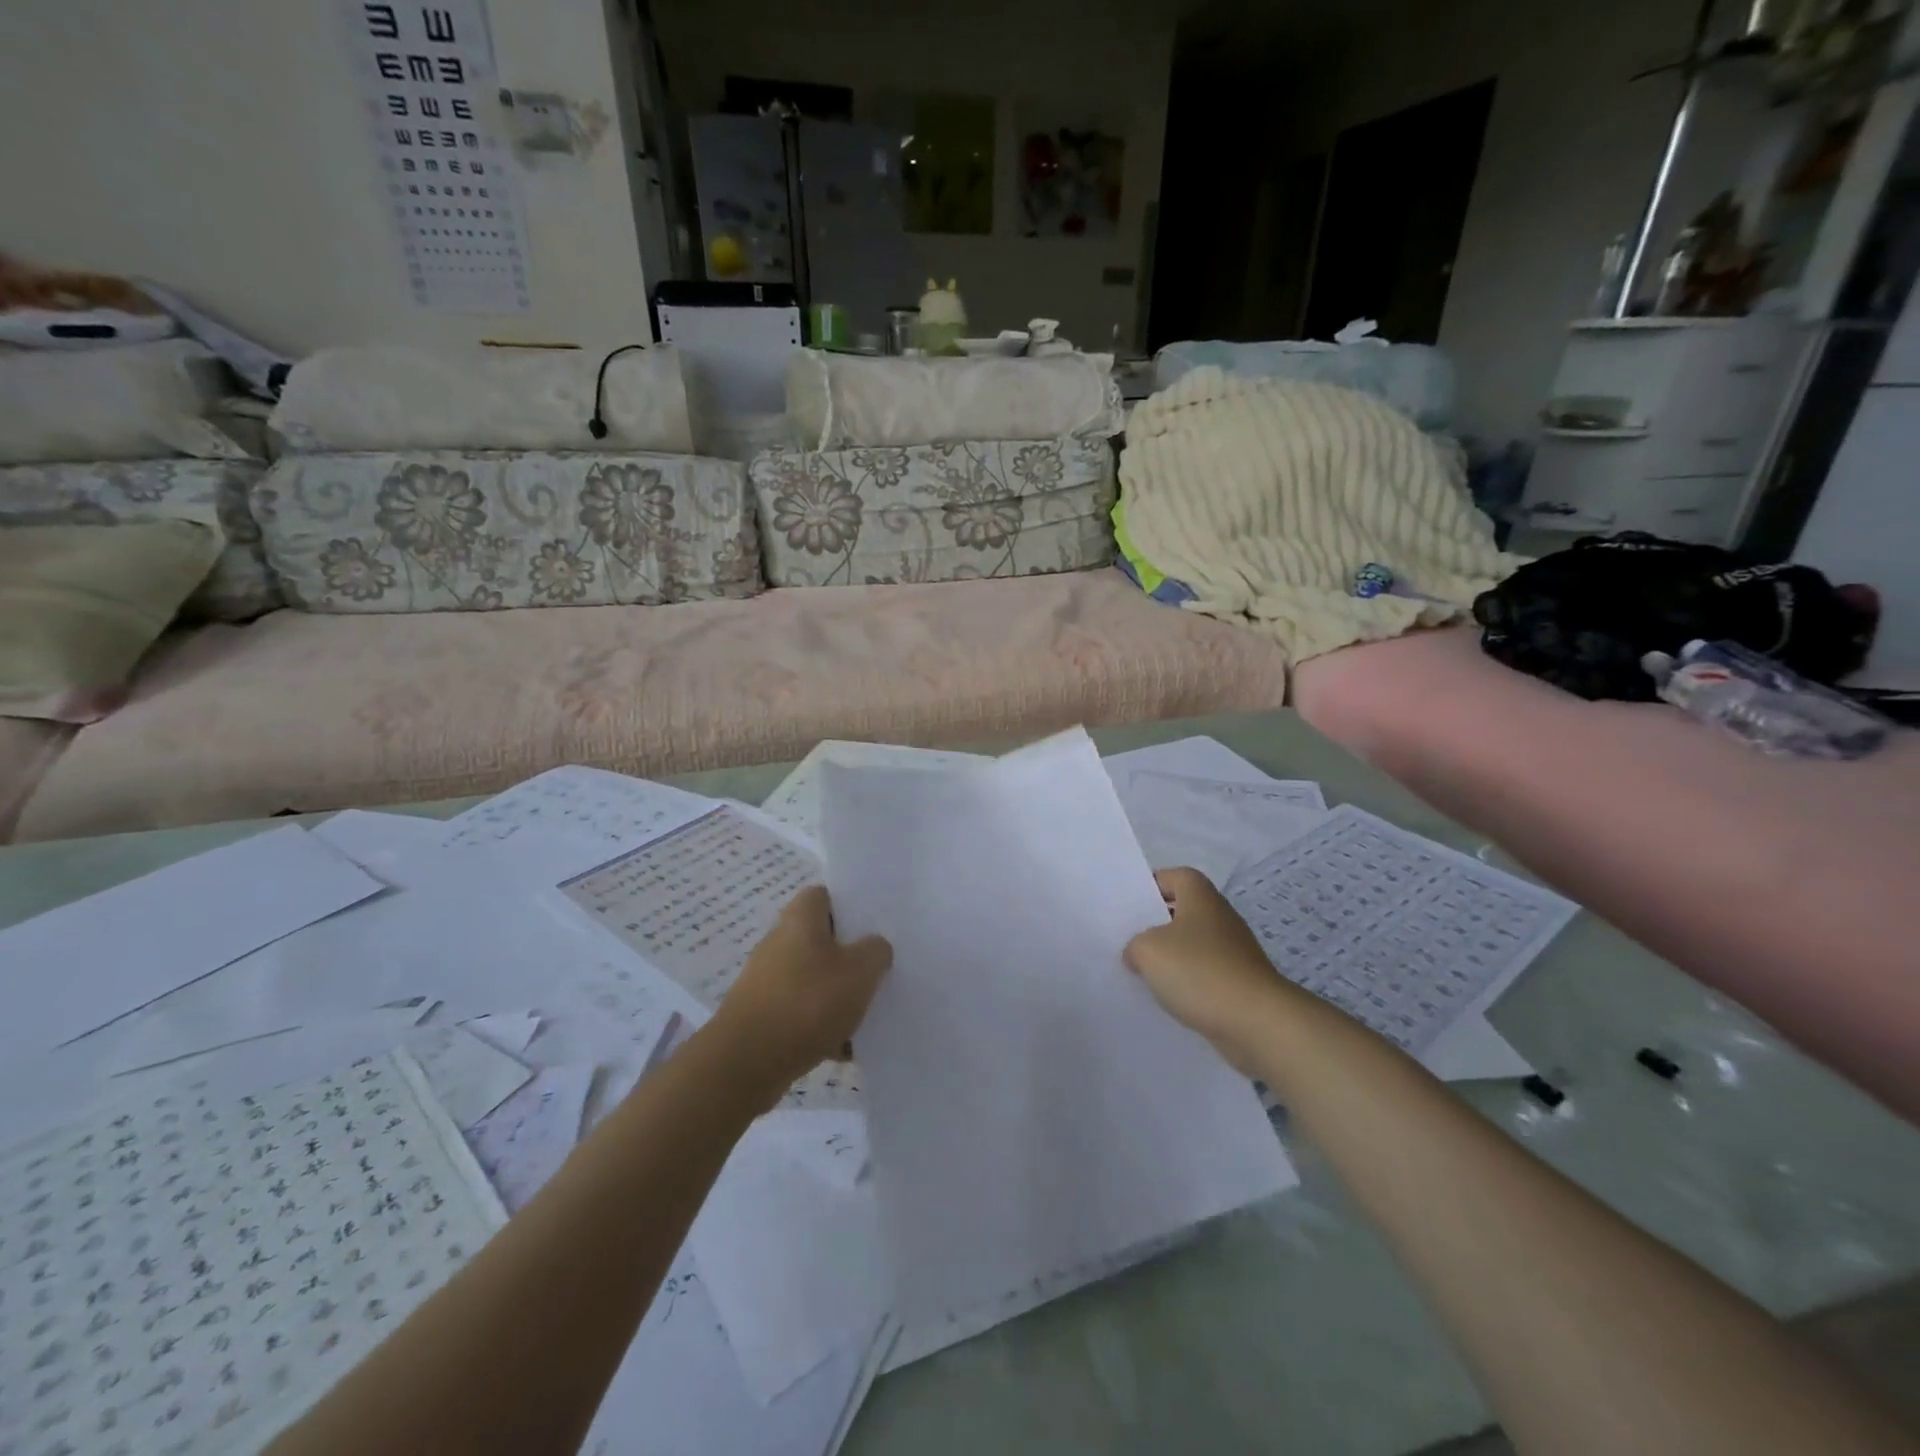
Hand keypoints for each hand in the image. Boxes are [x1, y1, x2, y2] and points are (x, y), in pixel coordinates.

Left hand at [710, 885, 891, 1097]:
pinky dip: (820, 1027)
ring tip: (864, 1017)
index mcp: (800, 918)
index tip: (874, 925)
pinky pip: (800, 1013)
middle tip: (878, 971)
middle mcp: (779, 942)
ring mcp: (767, 980)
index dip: (850, 905)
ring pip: (813, 979)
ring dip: (837, 996)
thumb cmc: (808, 1002)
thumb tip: (874, 946)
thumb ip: (876, 951)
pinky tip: (842, 1048)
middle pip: (821, 939)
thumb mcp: (861, 971)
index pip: (825, 894)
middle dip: (849, 956)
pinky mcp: (761, 1016)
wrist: (746, 1063)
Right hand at [1124, 868, 1282, 1074]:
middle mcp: (1220, 917)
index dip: (1152, 886)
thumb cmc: (1199, 971)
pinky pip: (1205, 974)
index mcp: (1201, 897)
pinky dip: (1188, 982)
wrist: (1257, 1021)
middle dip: (1156, 925)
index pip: (1175, 876)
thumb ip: (1134, 945)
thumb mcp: (1148, 951)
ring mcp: (1234, 951)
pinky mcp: (1240, 982)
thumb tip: (1137, 953)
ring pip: (1193, 945)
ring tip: (1143, 973)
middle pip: (1183, 911)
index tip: (1130, 906)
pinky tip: (1170, 998)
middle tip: (1129, 940)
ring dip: (1171, 957)